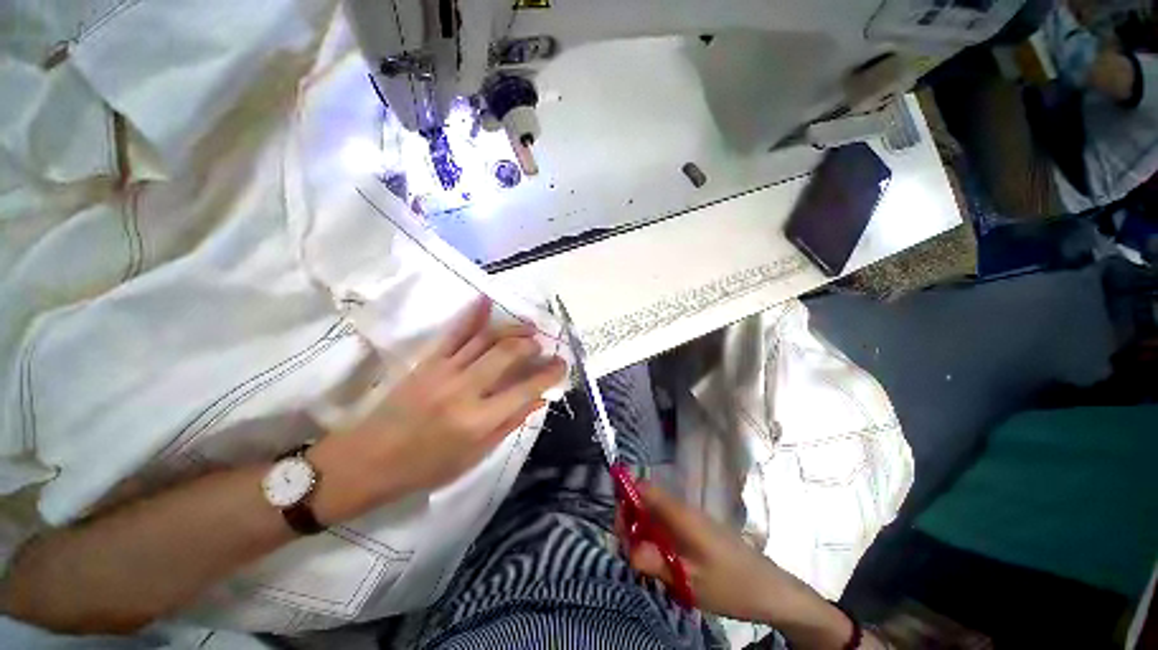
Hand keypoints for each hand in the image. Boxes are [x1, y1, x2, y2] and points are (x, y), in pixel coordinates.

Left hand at [309, 298, 566, 522]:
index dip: (549, 373)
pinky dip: (473, 314)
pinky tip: (487, 301)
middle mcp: (466, 389)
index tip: (562, 364)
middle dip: (531, 345)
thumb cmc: (426, 467)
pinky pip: (454, 332)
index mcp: (480, 420)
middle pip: (508, 354)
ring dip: (512, 328)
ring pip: (486, 338)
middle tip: (542, 345)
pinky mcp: (427, 361)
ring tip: (529, 326)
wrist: (367, 460)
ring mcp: (444, 370)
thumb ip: (509, 423)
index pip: (526, 388)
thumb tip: (538, 399)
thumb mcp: (475, 456)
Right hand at [625, 484, 852, 644]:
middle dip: (631, 524)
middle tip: (635, 558)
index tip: (621, 529)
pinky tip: (664, 567)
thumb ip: (656, 563)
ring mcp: (688, 519)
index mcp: (679, 512)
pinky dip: (656, 542)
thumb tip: (627, 548)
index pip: (642, 487)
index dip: (625, 498)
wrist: (771, 590)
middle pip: (643, 502)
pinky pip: (665, 528)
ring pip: (653, 517)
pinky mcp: (693, 531)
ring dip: (643, 537)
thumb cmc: (732, 584)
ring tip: (650, 568)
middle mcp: (681, 508)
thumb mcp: (691, 581)